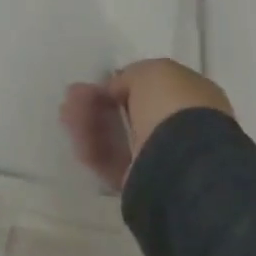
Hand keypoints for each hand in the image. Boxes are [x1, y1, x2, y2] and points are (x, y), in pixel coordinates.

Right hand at [61, 59, 234, 192]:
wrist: (183, 163)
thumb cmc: (172, 107)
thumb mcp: (152, 72)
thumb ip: (131, 76)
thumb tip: (116, 90)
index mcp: (189, 99)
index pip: (150, 89)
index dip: (119, 84)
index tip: (96, 82)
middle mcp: (176, 128)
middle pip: (127, 113)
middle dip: (96, 103)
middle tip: (71, 96)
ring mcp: (159, 157)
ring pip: (116, 137)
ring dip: (88, 122)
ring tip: (66, 114)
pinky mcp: (139, 183)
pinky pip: (110, 162)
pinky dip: (91, 148)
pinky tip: (75, 137)